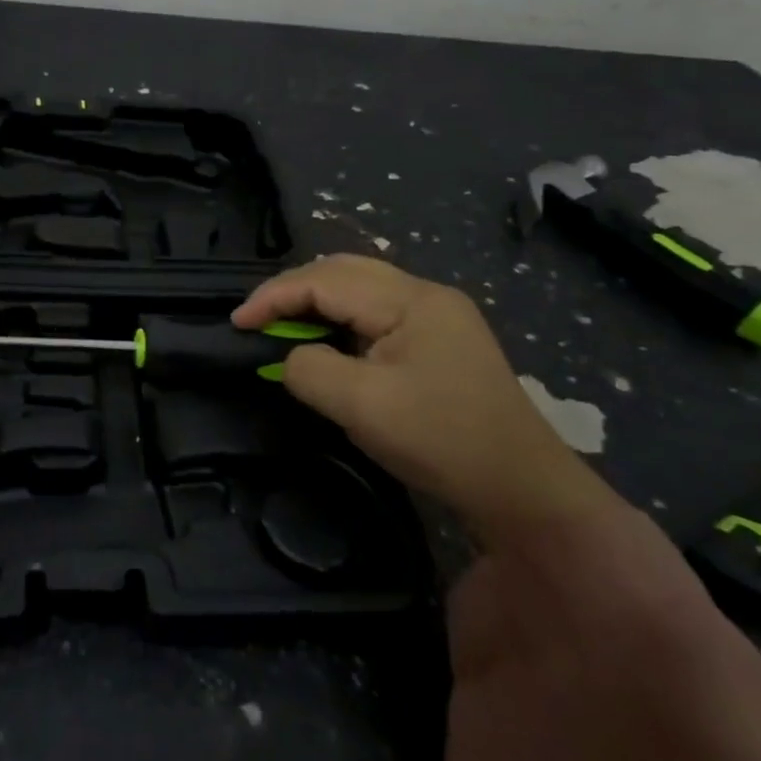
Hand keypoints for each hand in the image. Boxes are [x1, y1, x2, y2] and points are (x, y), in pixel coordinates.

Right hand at [233, 255, 618, 544]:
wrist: (523, 490)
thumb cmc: (442, 441)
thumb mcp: (362, 407)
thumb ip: (310, 369)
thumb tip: (292, 356)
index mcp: (411, 300)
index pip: (326, 280)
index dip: (275, 296)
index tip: (237, 323)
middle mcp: (426, 295)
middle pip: (343, 271)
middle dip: (293, 289)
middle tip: (258, 320)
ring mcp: (438, 316)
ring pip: (360, 288)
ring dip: (316, 301)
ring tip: (284, 326)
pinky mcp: (440, 340)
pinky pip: (376, 311)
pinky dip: (340, 319)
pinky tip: (329, 341)